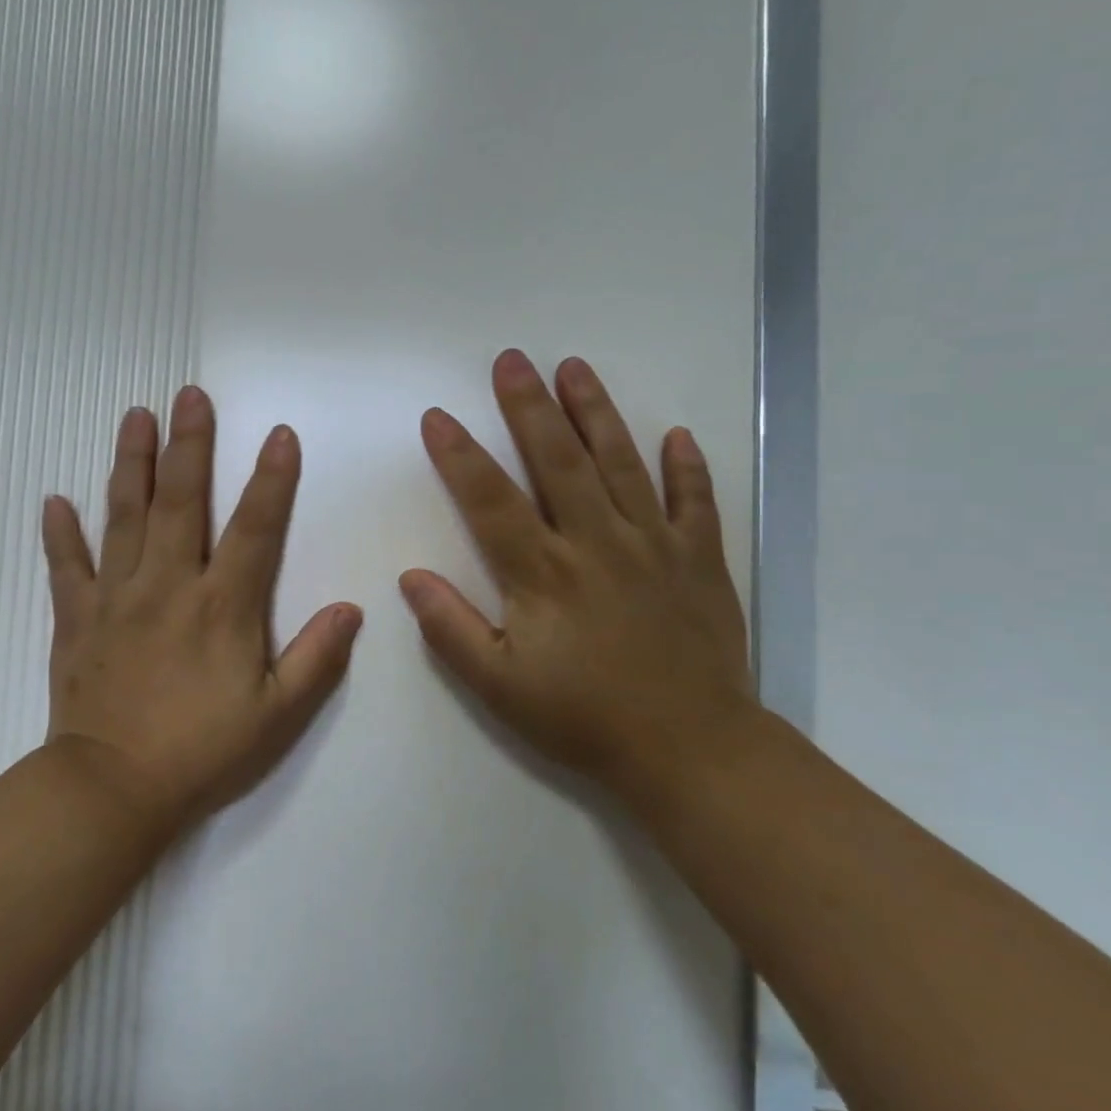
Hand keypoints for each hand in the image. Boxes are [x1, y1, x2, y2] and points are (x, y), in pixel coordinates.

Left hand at [42, 386, 363, 831]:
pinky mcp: (76, 619)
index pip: (254, 528)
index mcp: (222, 606)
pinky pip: (66, 567)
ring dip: (131, 463)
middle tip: (189, 394)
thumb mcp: (277, 717)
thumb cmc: (202, 753)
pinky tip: (53, 500)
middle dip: (190, 444)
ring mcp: (117, 597)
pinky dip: (60, 534)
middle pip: (181, 501)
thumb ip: (316, 659)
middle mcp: (168, 585)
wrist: (112, 792)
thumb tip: (351, 608)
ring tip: (135, 417)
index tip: (279, 434)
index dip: (272, 479)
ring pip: (123, 516)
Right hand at [400, 351, 755, 788]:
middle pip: (558, 461)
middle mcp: (596, 543)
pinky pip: (696, 502)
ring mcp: (654, 545)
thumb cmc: (584, 718)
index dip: (460, 455)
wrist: (691, 751)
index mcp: (543, 574)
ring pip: (622, 464)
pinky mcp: (700, 560)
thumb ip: (451, 629)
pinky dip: (687, 467)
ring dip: (596, 412)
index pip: (491, 499)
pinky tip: (675, 435)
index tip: (438, 416)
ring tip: (574, 367)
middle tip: (511, 360)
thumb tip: (411, 577)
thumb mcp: (499, 687)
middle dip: (529, 406)